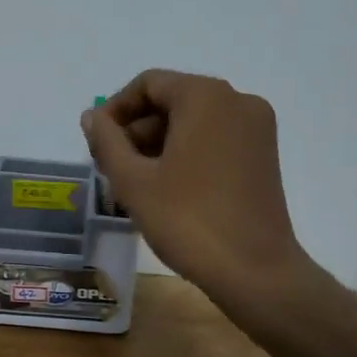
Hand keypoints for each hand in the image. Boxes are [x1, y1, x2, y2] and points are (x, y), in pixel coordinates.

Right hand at [82, 69, 307, 306]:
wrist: (255, 272)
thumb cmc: (188, 220)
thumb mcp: (133, 181)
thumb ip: (106, 141)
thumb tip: (92, 116)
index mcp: (206, 96)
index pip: (149, 84)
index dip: (115, 110)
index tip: (96, 143)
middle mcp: (237, 101)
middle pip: (173, 101)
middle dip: (137, 130)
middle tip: (110, 168)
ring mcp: (256, 129)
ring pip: (193, 122)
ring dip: (158, 145)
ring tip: (133, 184)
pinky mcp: (264, 156)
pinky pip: (215, 140)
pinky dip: (186, 154)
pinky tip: (165, 188)